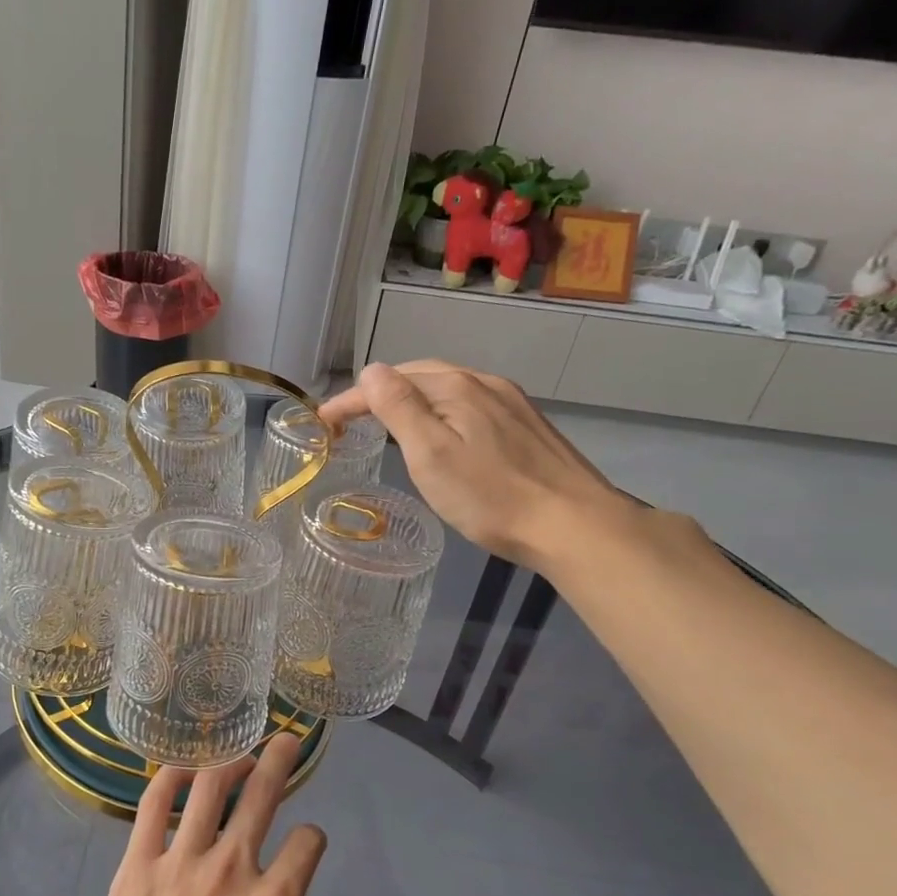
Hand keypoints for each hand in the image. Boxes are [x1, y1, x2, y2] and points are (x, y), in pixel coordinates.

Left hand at [62, 733, 346, 895]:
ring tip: (241, 752)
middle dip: (281, 762)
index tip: (309, 846)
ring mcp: (180, 861)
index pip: (307, 845)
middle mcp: (230, 870)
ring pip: (211, 789)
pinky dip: (170, 778)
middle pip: (263, 796)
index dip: (314, 838)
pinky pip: (154, 805)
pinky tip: (182, 769)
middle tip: (288, 739)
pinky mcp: (137, 864)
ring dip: (231, 761)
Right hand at [319, 360, 633, 568]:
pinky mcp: (527, 425)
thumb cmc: (490, 496)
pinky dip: (441, 409)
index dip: (352, 399)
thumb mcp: (431, 455)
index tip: (322, 421)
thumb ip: (399, 409)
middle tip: (352, 419)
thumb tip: (372, 371)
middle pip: (421, 376)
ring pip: (449, 388)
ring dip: (413, 398)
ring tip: (389, 421)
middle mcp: (484, 383)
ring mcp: (511, 402)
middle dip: (381, 392)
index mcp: (456, 388)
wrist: (574, 525)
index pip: (390, 382)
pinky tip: (443, 432)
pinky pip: (471, 403)